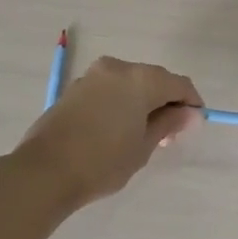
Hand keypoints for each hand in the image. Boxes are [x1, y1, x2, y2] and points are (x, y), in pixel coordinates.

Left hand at [15, 57, 201, 211]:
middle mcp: (118, 67)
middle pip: (154, 79)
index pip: (179, 84)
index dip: (191, 102)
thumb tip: (189, 113)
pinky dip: (120, 102)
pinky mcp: (75, 87)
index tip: (193, 125)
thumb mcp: (144, 147)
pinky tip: (117, 128)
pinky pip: (109, 89)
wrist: (44, 171)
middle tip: (169, 134)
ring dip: (142, 101)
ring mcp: (93, 75)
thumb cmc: (102, 161)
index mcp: (141, 79)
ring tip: (142, 134)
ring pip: (130, 83)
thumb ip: (168, 124)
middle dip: (166, 101)